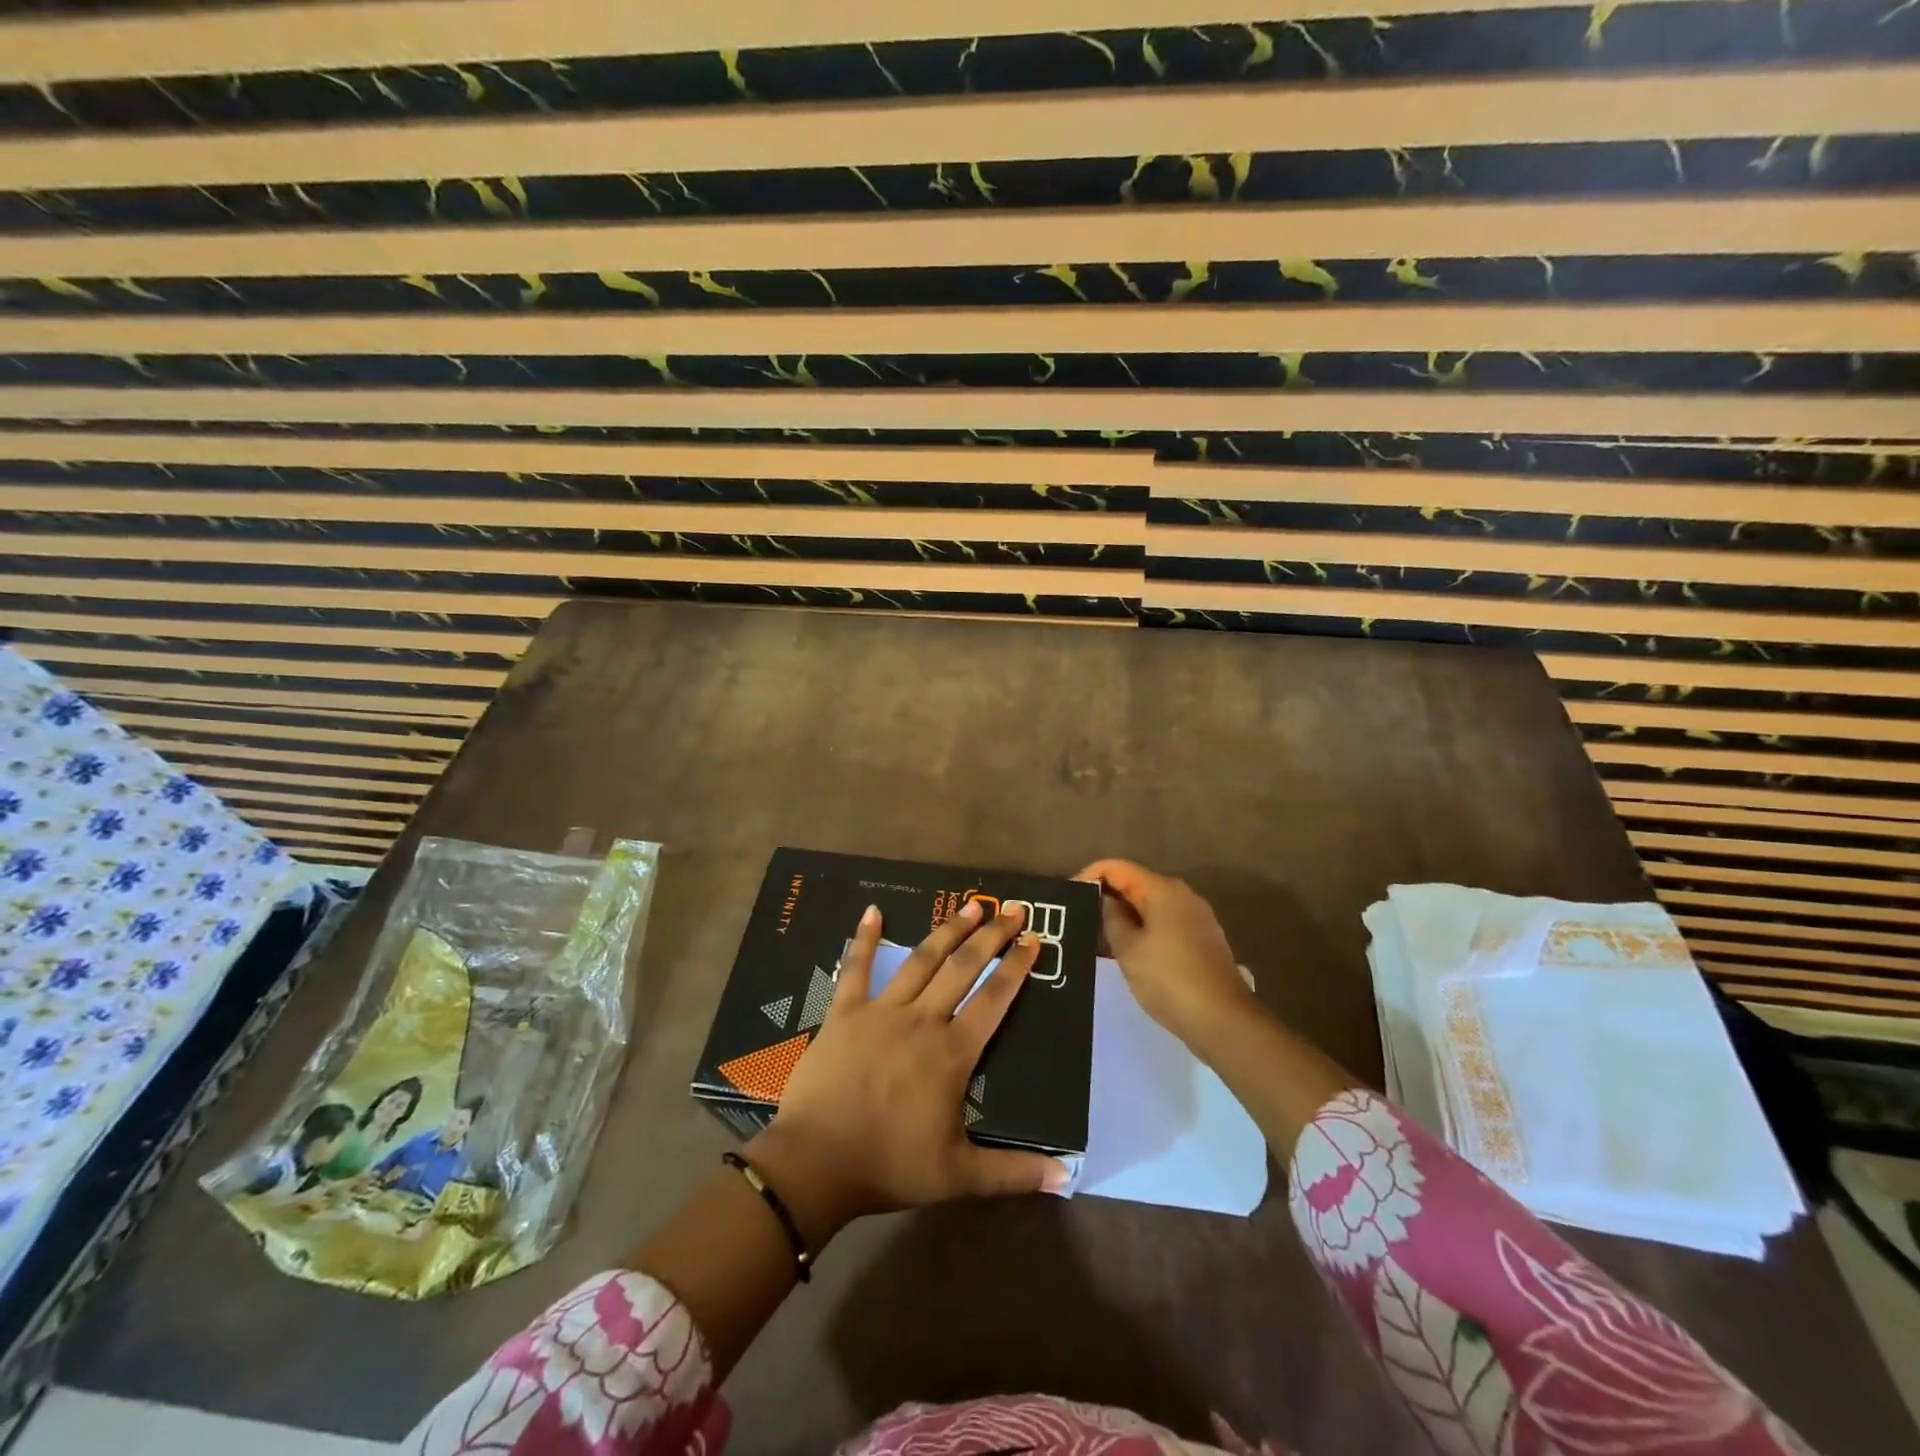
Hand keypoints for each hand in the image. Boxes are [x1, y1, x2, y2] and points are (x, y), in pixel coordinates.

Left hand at [745, 899, 1071, 1246]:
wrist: (816, 1164)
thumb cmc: (890, 1166)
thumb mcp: (959, 1176)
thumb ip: (1014, 1171)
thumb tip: (1068, 1177)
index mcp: (952, 1052)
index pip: (994, 999)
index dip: (1016, 967)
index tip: (1034, 939)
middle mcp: (922, 1020)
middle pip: (963, 968)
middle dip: (991, 936)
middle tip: (1012, 909)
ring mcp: (881, 1011)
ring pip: (922, 960)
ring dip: (947, 930)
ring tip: (970, 905)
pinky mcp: (845, 1012)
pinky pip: (857, 968)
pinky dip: (866, 939)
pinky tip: (873, 911)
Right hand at [1077, 858, 1257, 1052]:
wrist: (1223, 1020)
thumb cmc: (1169, 979)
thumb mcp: (1128, 950)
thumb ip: (1111, 919)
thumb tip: (1106, 901)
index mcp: (1163, 889)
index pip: (1117, 867)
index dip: (1090, 876)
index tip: (1070, 897)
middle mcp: (1183, 895)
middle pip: (1136, 883)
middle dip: (1107, 896)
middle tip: (1080, 917)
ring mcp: (1197, 917)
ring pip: (1151, 905)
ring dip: (1126, 915)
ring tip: (1099, 936)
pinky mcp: (1203, 939)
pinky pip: (1165, 923)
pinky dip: (1144, 929)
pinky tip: (1130, 951)